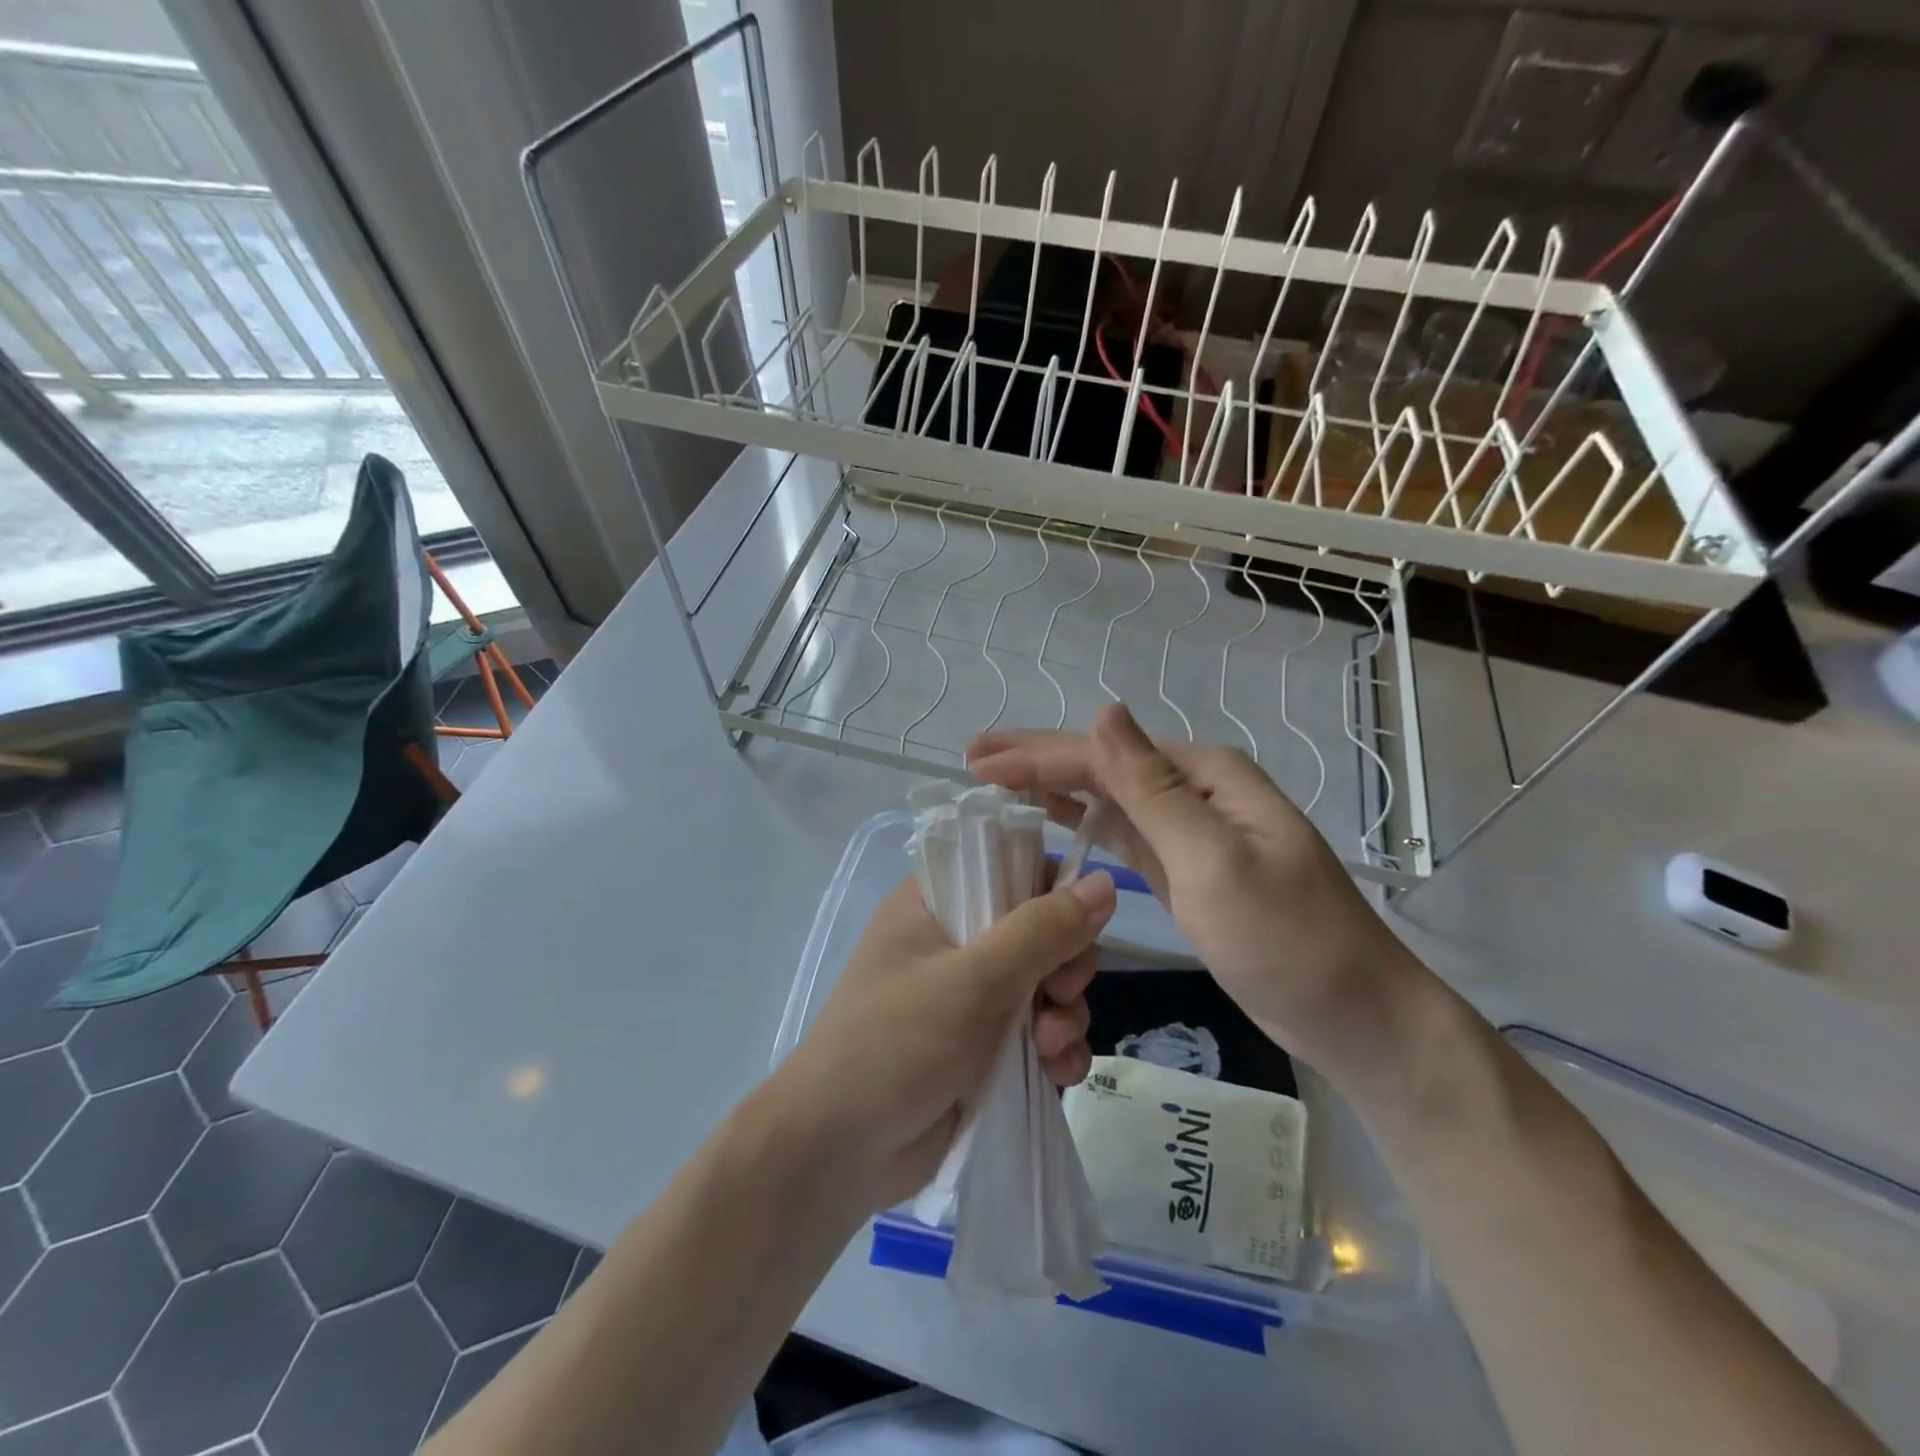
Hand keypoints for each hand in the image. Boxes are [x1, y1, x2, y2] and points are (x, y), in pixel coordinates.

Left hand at [774, 872, 1115, 1213]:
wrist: (838, 1154)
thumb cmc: (897, 1043)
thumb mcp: (974, 980)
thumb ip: (1042, 930)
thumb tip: (1105, 881)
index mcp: (935, 903)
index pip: (1010, 868)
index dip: (1052, 892)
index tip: (1074, 928)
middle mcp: (954, 941)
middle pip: (1040, 930)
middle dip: (1064, 967)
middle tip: (1058, 996)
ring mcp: (969, 997)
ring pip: (1047, 985)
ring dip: (1065, 1015)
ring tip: (1051, 1049)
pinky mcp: (983, 1048)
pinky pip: (1041, 1033)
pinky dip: (1057, 1050)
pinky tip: (1058, 1074)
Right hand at [968, 703, 1419, 1081]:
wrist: (1352, 1014)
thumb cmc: (1286, 940)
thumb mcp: (1214, 861)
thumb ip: (1154, 789)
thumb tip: (1105, 713)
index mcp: (1206, 775)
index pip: (1107, 755)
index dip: (1039, 755)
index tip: (979, 762)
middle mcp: (1196, 790)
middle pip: (1103, 767)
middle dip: (1038, 759)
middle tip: (974, 757)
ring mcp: (1190, 830)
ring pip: (1108, 798)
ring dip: (1054, 786)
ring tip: (998, 779)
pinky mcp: (1183, 868)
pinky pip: (1123, 833)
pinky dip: (1084, 821)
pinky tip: (1053, 815)